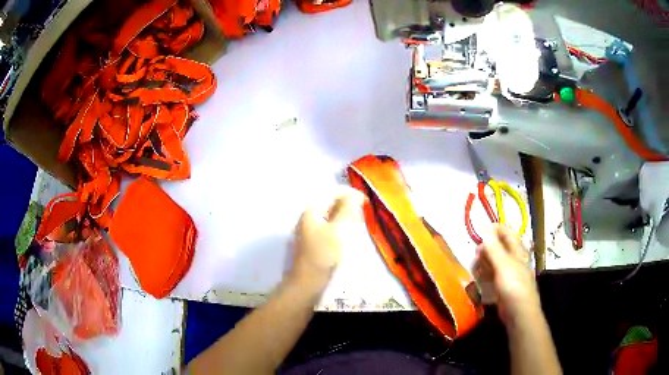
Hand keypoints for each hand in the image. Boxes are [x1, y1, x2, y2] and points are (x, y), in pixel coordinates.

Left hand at [290, 189, 364, 288]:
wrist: (308, 282)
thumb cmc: (324, 255)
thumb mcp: (339, 230)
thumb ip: (347, 210)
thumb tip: (354, 194)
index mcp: (312, 211)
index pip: (332, 193)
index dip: (350, 194)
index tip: (366, 202)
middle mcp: (309, 217)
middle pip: (331, 204)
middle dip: (347, 207)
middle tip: (360, 217)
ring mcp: (310, 230)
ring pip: (331, 216)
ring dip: (345, 218)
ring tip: (355, 227)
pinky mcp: (315, 241)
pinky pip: (329, 227)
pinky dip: (340, 228)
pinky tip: (346, 237)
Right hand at [474, 225, 539, 323]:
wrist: (519, 312)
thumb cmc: (514, 286)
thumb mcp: (504, 265)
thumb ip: (494, 248)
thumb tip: (485, 230)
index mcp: (518, 252)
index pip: (509, 234)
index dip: (498, 228)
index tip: (483, 227)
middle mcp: (515, 261)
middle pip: (502, 247)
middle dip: (489, 245)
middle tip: (476, 248)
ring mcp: (509, 274)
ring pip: (496, 262)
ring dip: (486, 260)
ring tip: (475, 262)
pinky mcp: (504, 286)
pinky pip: (493, 275)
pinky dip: (486, 273)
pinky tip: (478, 276)